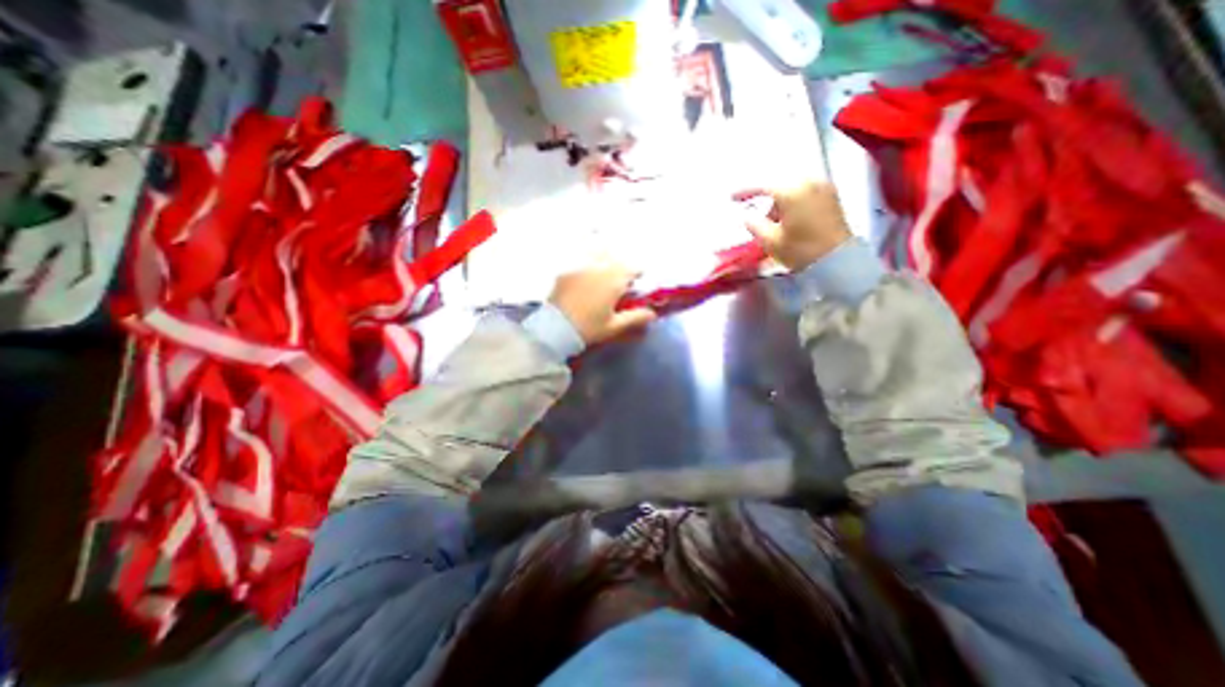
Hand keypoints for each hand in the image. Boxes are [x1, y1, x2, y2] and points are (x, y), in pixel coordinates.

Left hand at [548, 261, 654, 346]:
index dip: (638, 272)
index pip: (632, 267)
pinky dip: (588, 269)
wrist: (555, 329)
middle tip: (621, 281)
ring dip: (605, 262)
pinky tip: (585, 282)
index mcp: (614, 281)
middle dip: (622, 267)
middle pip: (616, 259)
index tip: (638, 280)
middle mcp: (599, 268)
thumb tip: (652, 313)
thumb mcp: (614, 326)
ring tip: (604, 277)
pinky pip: (582, 264)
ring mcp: (581, 268)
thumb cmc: (589, 328)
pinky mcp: (566, 272)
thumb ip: (635, 317)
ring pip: (599, 257)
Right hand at [748, 179, 852, 270]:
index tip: (732, 198)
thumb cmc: (801, 250)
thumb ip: (754, 224)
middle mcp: (808, 182)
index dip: (745, 191)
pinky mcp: (831, 196)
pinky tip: (791, 219)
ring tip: (776, 224)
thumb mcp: (770, 241)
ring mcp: (822, 187)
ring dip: (780, 202)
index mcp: (791, 191)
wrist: (839, 261)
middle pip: (779, 185)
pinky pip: (805, 192)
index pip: (762, 185)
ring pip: (793, 188)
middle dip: (766, 199)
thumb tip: (747, 216)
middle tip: (758, 217)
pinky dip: (794, 202)